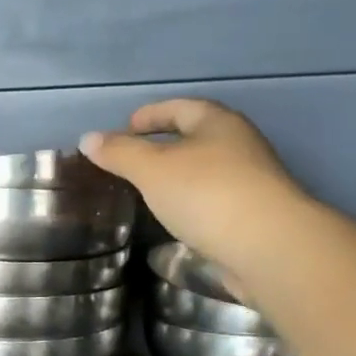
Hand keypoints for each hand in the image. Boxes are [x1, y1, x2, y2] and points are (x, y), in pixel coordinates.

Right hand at [79, 99, 306, 278]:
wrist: (267, 247)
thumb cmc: (207, 194)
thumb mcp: (153, 169)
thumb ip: (120, 153)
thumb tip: (88, 138)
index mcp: (218, 123)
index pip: (180, 108)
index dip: (151, 115)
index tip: (126, 128)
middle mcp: (239, 146)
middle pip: (196, 138)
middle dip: (164, 147)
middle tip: (131, 163)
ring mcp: (249, 183)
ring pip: (205, 173)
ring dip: (178, 179)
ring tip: (147, 194)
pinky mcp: (251, 218)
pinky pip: (212, 202)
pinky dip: (190, 206)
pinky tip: (174, 222)